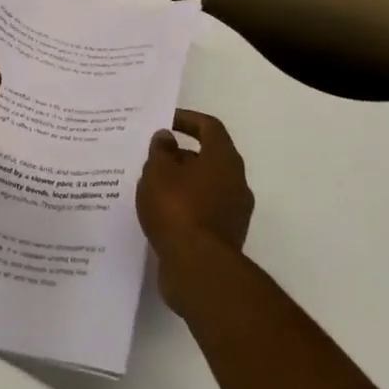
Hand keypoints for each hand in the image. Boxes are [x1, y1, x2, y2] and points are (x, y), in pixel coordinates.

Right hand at [138, 110, 253, 308]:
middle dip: (181, 155)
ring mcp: (234, 212)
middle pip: (209, 157)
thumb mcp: (158, 172)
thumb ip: (160, 151)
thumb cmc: (177, 209)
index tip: (165, 122)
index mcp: (224, 159)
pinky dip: (185, 205)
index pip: (209, 127)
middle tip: (153, 158)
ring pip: (206, 185)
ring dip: (182, 182)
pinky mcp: (226, 236)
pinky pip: (204, 210)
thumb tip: (167, 138)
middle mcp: (236, 182)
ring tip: (152, 186)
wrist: (198, 268)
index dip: (187, 120)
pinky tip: (161, 213)